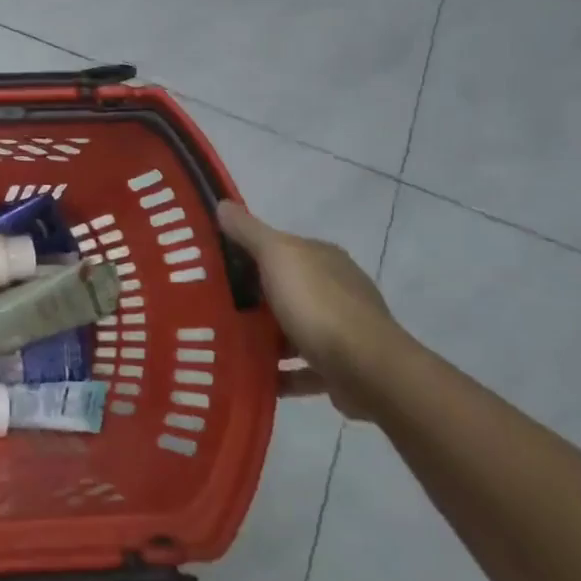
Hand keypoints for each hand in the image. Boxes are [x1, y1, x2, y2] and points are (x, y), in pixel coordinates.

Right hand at [217, 201, 402, 418]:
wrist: (367, 370)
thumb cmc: (317, 305)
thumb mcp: (276, 256)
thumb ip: (249, 231)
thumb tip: (222, 204)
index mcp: (323, 258)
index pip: (281, 248)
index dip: (248, 254)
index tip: (214, 268)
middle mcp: (337, 289)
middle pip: (286, 289)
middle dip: (254, 299)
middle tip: (213, 308)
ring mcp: (343, 330)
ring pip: (294, 329)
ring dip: (267, 338)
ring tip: (229, 344)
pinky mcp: (343, 368)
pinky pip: (303, 369)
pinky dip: (282, 373)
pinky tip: (257, 376)